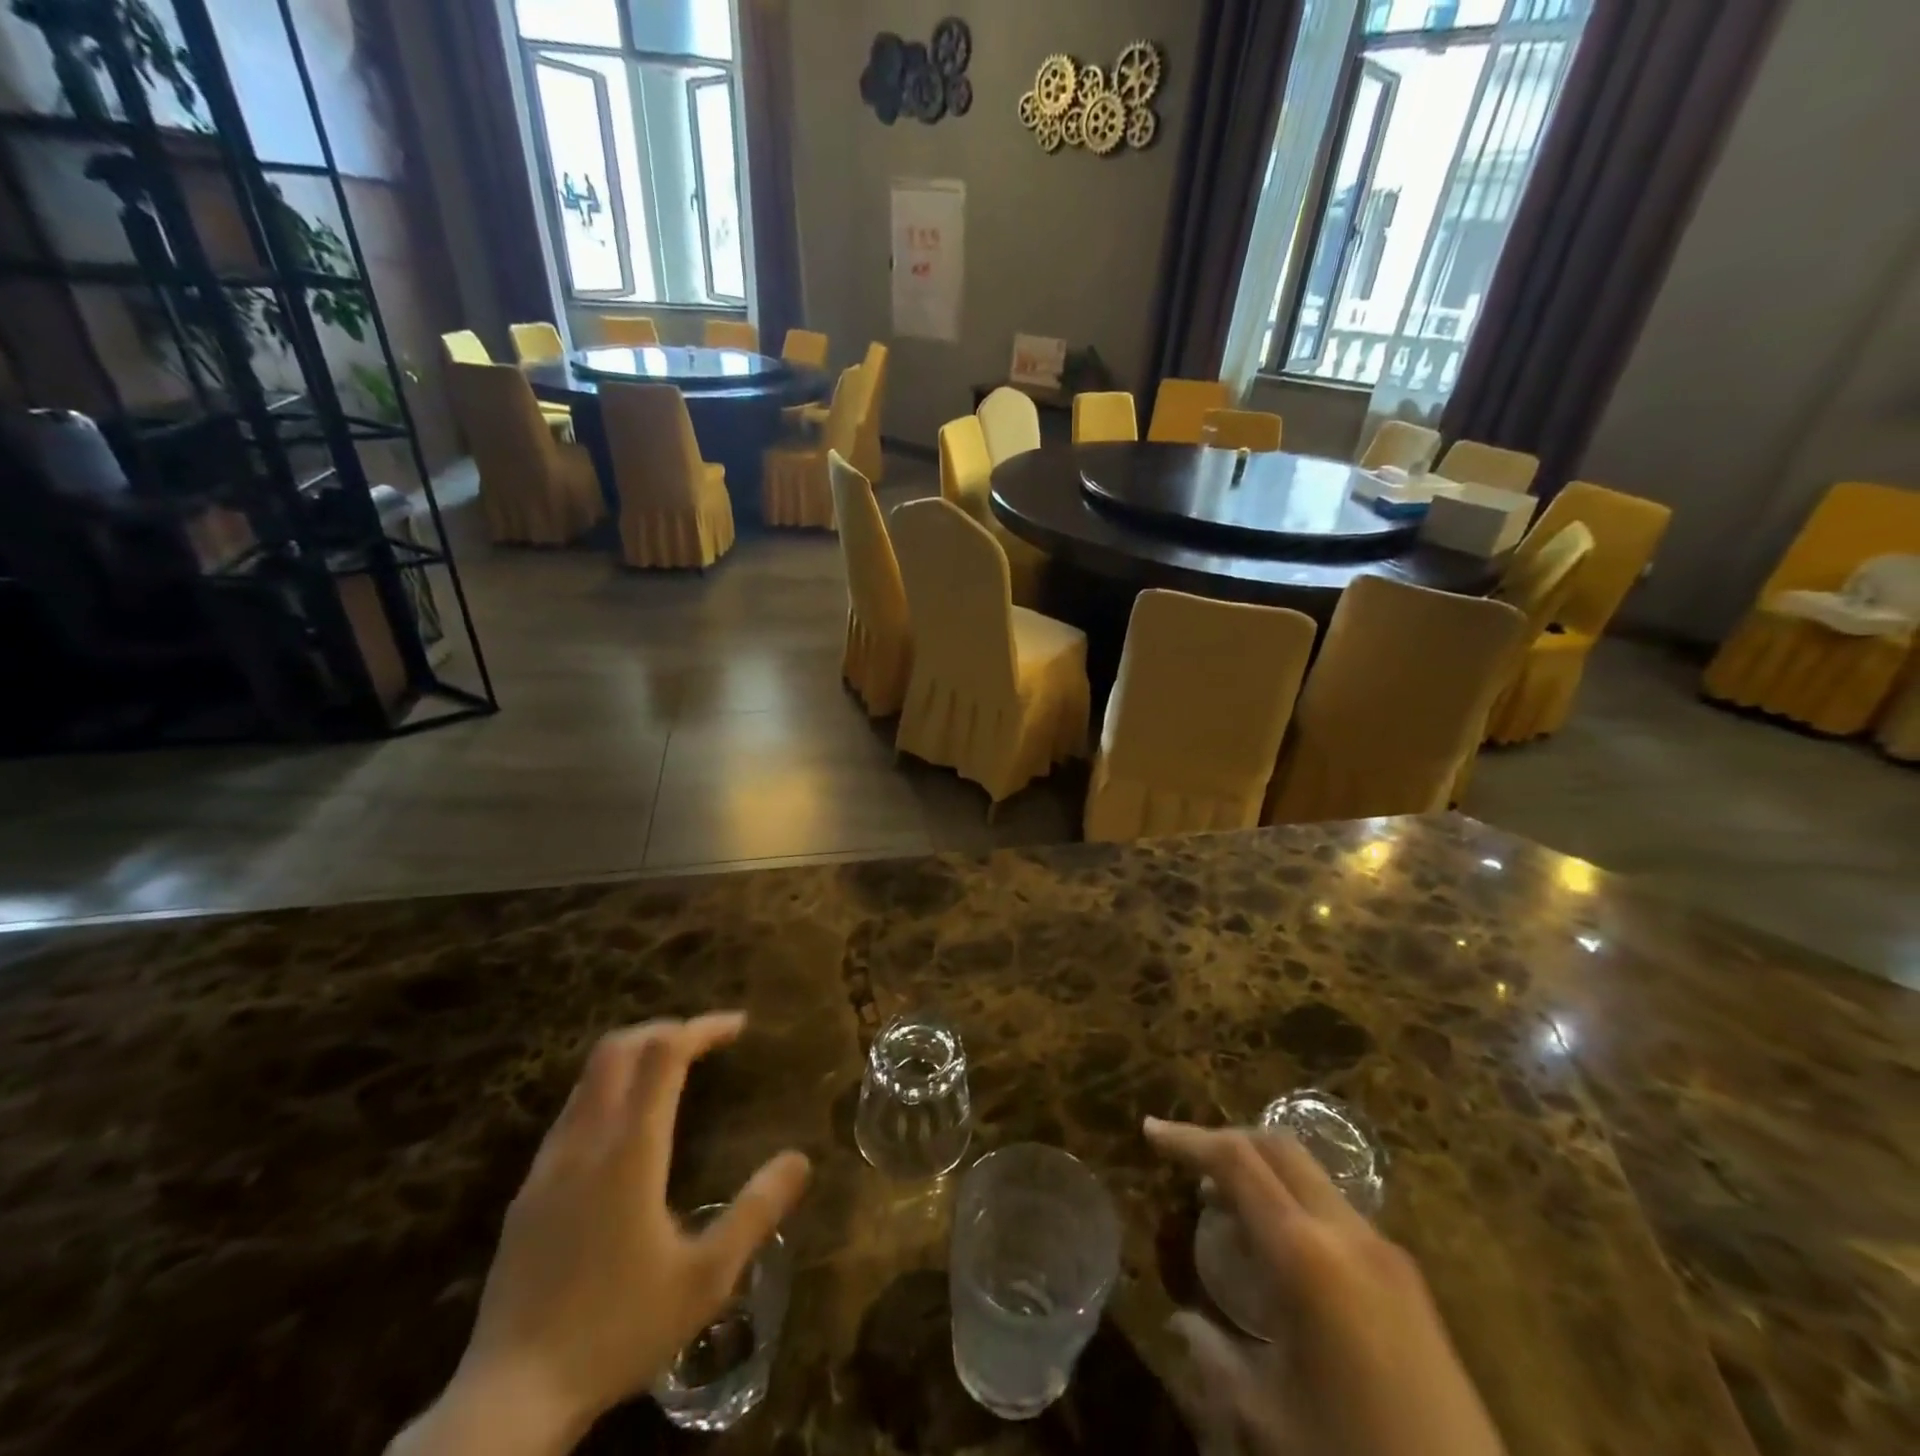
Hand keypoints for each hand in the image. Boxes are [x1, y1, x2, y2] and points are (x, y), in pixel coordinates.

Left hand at [391, 1015, 810, 1455]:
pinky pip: (572, 1112)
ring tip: (673, 1074)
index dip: (702, 1028)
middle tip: (704, 1041)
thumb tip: (800, 1159)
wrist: (509, 1400)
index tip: (738, 1027)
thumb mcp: (706, 1278)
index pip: (665, 1053)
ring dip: (633, 1058)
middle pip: (617, 1048)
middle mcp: (585, 1141)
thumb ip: (757, 1211)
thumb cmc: (618, 1330)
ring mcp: (548, 1165)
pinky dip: (608, 1092)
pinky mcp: (527, 1193)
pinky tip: (627, 1131)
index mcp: (630, 1150)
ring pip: (588, 1078)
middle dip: (664, 1029)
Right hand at [1145, 1118, 1503, 1455]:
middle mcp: (1347, 1233)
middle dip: (1226, 1141)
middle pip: (1278, 1147)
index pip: (1236, 1161)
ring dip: (1261, 1172)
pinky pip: (1335, 1211)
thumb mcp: (1272, 1417)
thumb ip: (1217, 1358)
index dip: (1188, 1139)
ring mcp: (1385, 1251)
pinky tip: (1278, 1250)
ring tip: (1223, 1206)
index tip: (1150, 1131)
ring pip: (1310, 1175)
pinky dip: (1292, 1203)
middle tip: (1185, 1163)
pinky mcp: (1407, 1278)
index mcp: (1306, 1255)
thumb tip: (1180, 1324)